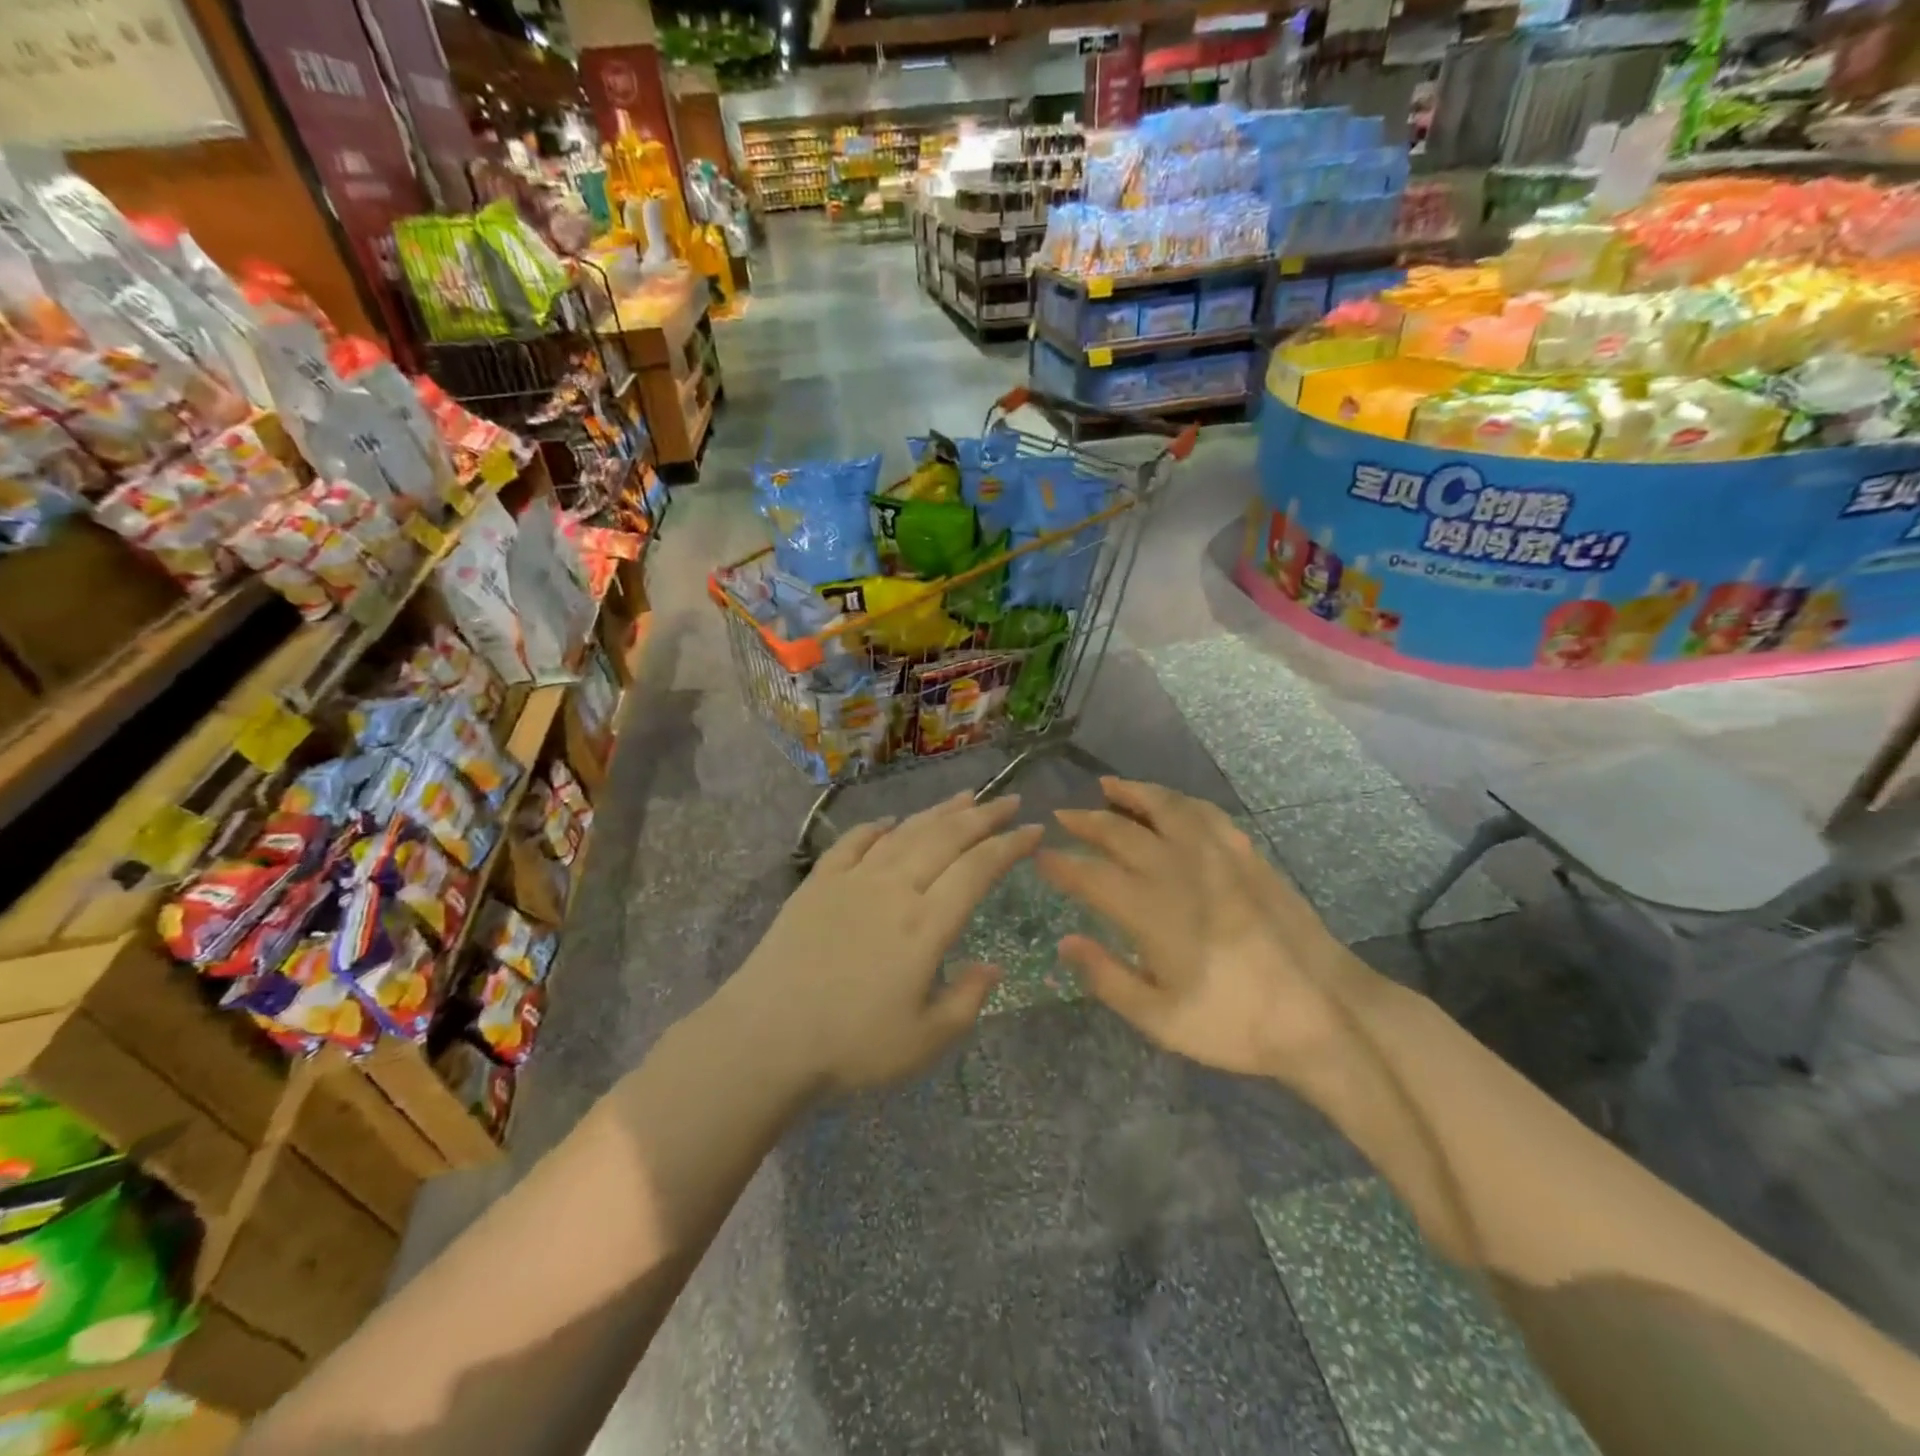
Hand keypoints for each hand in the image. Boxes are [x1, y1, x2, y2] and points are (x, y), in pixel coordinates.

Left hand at [723, 792, 1041, 1094]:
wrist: (765, 1037)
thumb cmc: (851, 1046)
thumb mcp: (924, 1041)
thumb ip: (966, 1001)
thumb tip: (994, 968)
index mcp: (926, 924)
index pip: (978, 869)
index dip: (1010, 845)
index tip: (1034, 830)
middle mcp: (894, 888)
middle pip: (946, 838)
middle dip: (984, 815)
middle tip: (1009, 800)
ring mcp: (853, 880)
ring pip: (905, 832)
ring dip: (939, 812)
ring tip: (965, 797)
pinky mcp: (817, 883)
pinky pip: (853, 843)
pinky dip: (876, 828)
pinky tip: (889, 822)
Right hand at [1036, 779, 1348, 1079]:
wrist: (1325, 1013)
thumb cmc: (1236, 1024)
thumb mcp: (1161, 1020)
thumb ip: (1108, 978)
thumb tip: (1066, 941)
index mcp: (1151, 911)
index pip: (1091, 875)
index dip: (1061, 864)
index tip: (1040, 856)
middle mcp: (1178, 871)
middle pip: (1121, 832)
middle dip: (1085, 821)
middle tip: (1062, 815)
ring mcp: (1217, 857)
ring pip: (1165, 808)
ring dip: (1132, 794)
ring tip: (1108, 786)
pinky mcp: (1248, 856)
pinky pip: (1206, 814)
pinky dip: (1180, 801)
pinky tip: (1172, 803)